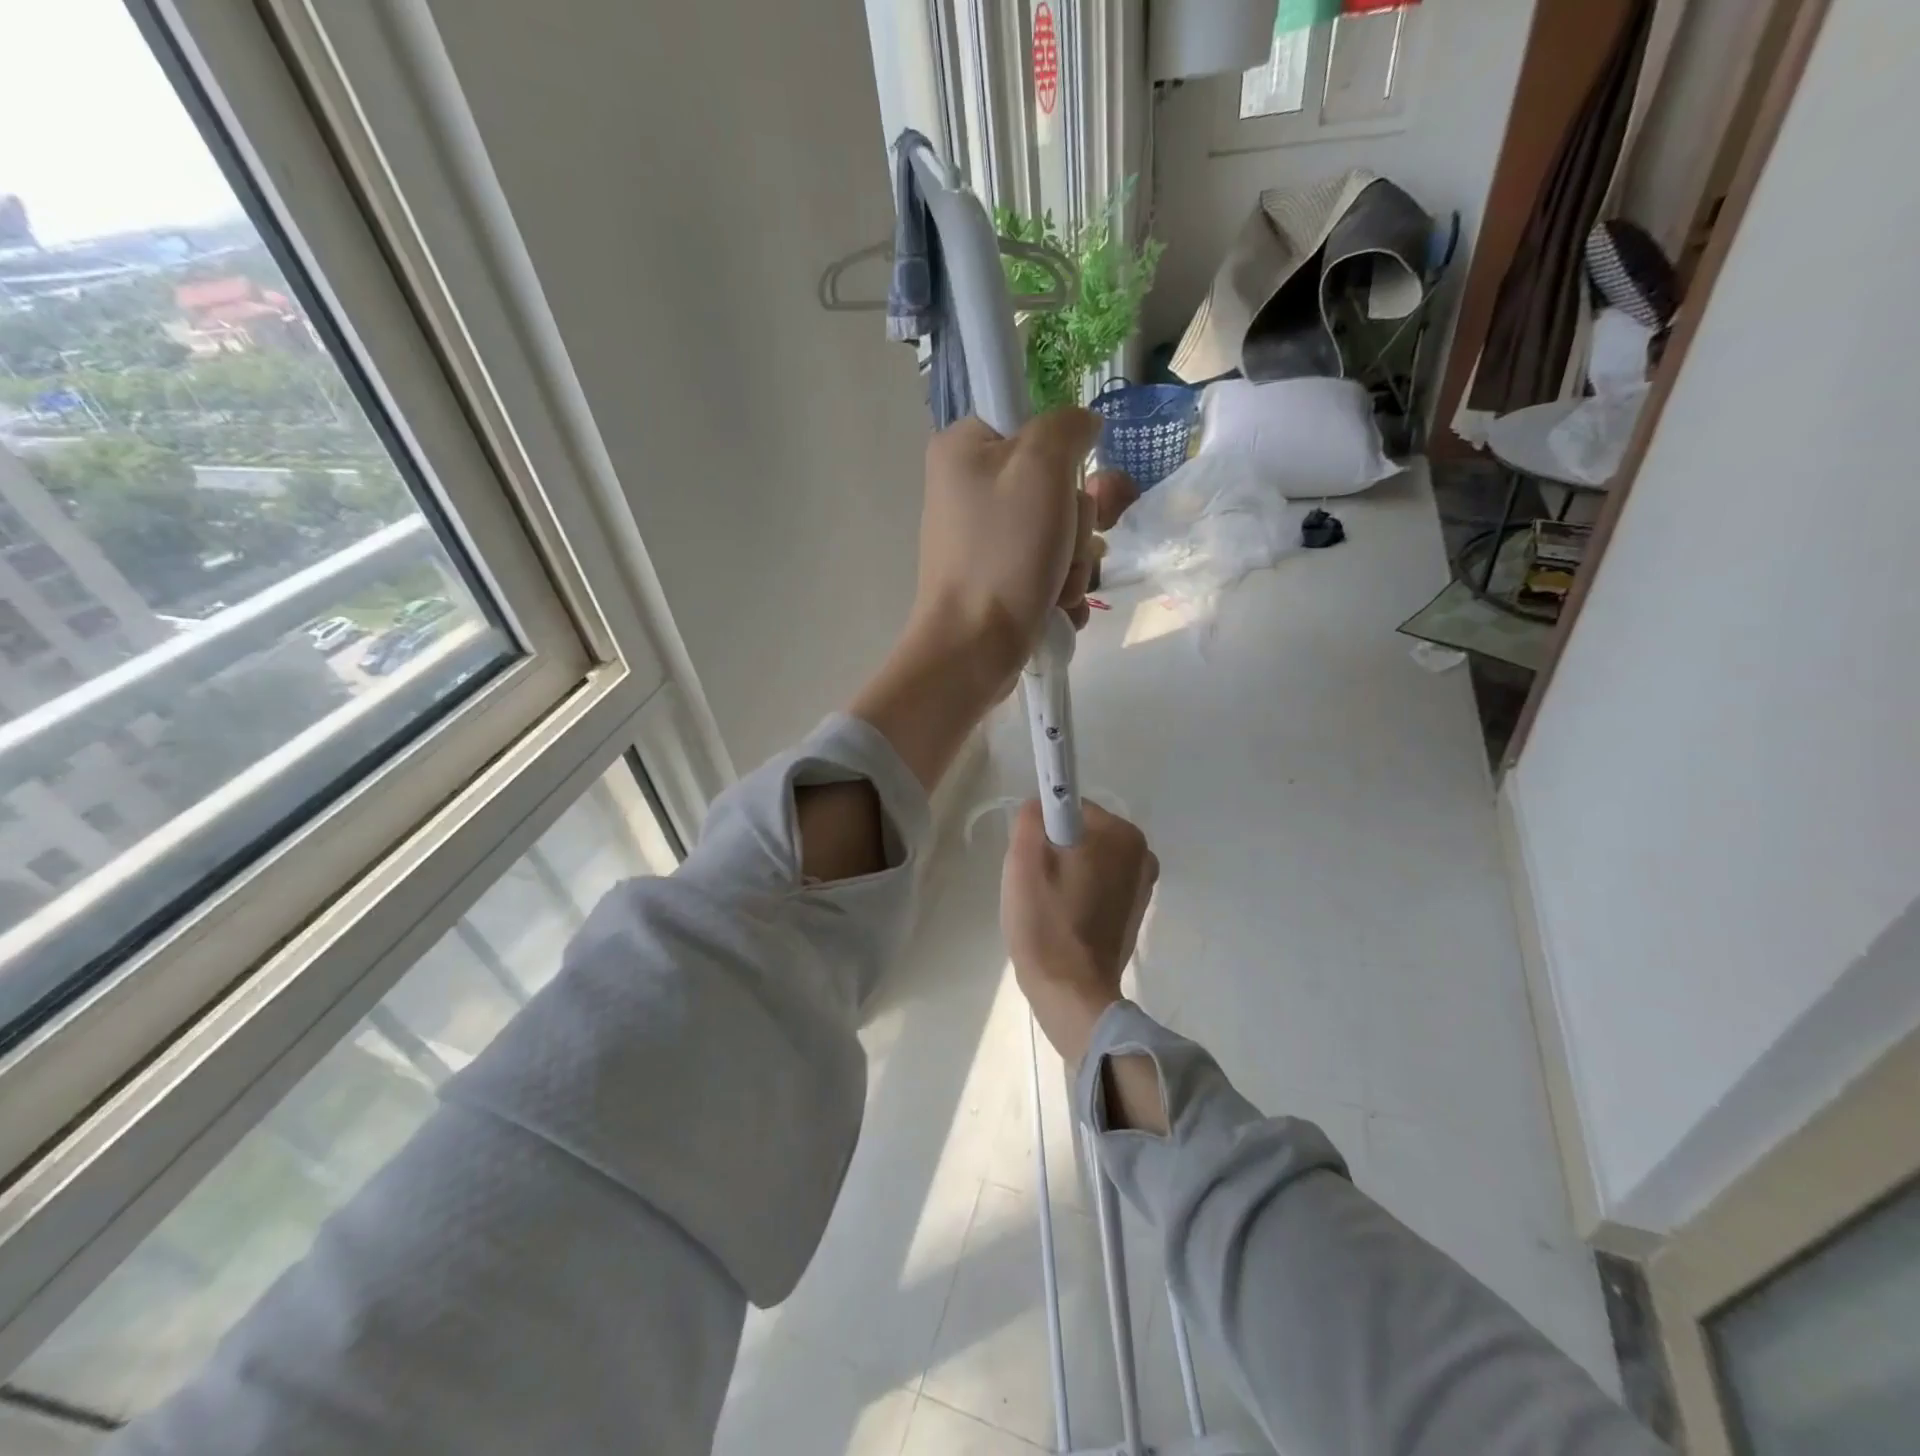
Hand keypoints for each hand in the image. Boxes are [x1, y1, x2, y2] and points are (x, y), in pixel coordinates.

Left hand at [850, 409, 1099, 793]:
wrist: (973, 648)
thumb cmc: (1004, 553)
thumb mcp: (1041, 466)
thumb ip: (1067, 427)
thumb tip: (1081, 425)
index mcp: (964, 448)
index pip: (1035, 423)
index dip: (1066, 455)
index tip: (1080, 485)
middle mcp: (968, 488)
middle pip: (1054, 484)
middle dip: (1076, 524)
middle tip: (1064, 547)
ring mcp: (982, 538)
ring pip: (1058, 531)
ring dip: (1073, 562)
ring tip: (1057, 588)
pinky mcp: (996, 577)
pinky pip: (1047, 568)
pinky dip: (1060, 588)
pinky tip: (1056, 607)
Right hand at [1001, 799, 1158, 1064]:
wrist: (1071, 993)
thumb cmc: (1046, 923)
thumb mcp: (1023, 861)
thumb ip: (1031, 817)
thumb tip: (1041, 806)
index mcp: (1121, 835)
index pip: (1069, 809)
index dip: (1043, 832)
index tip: (1032, 862)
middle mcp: (1141, 853)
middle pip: (1079, 834)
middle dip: (1054, 852)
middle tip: (1036, 887)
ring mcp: (1142, 884)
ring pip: (1086, 859)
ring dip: (1064, 874)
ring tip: (1048, 908)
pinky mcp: (1134, 910)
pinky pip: (1097, 884)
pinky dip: (1078, 894)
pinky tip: (1064, 920)